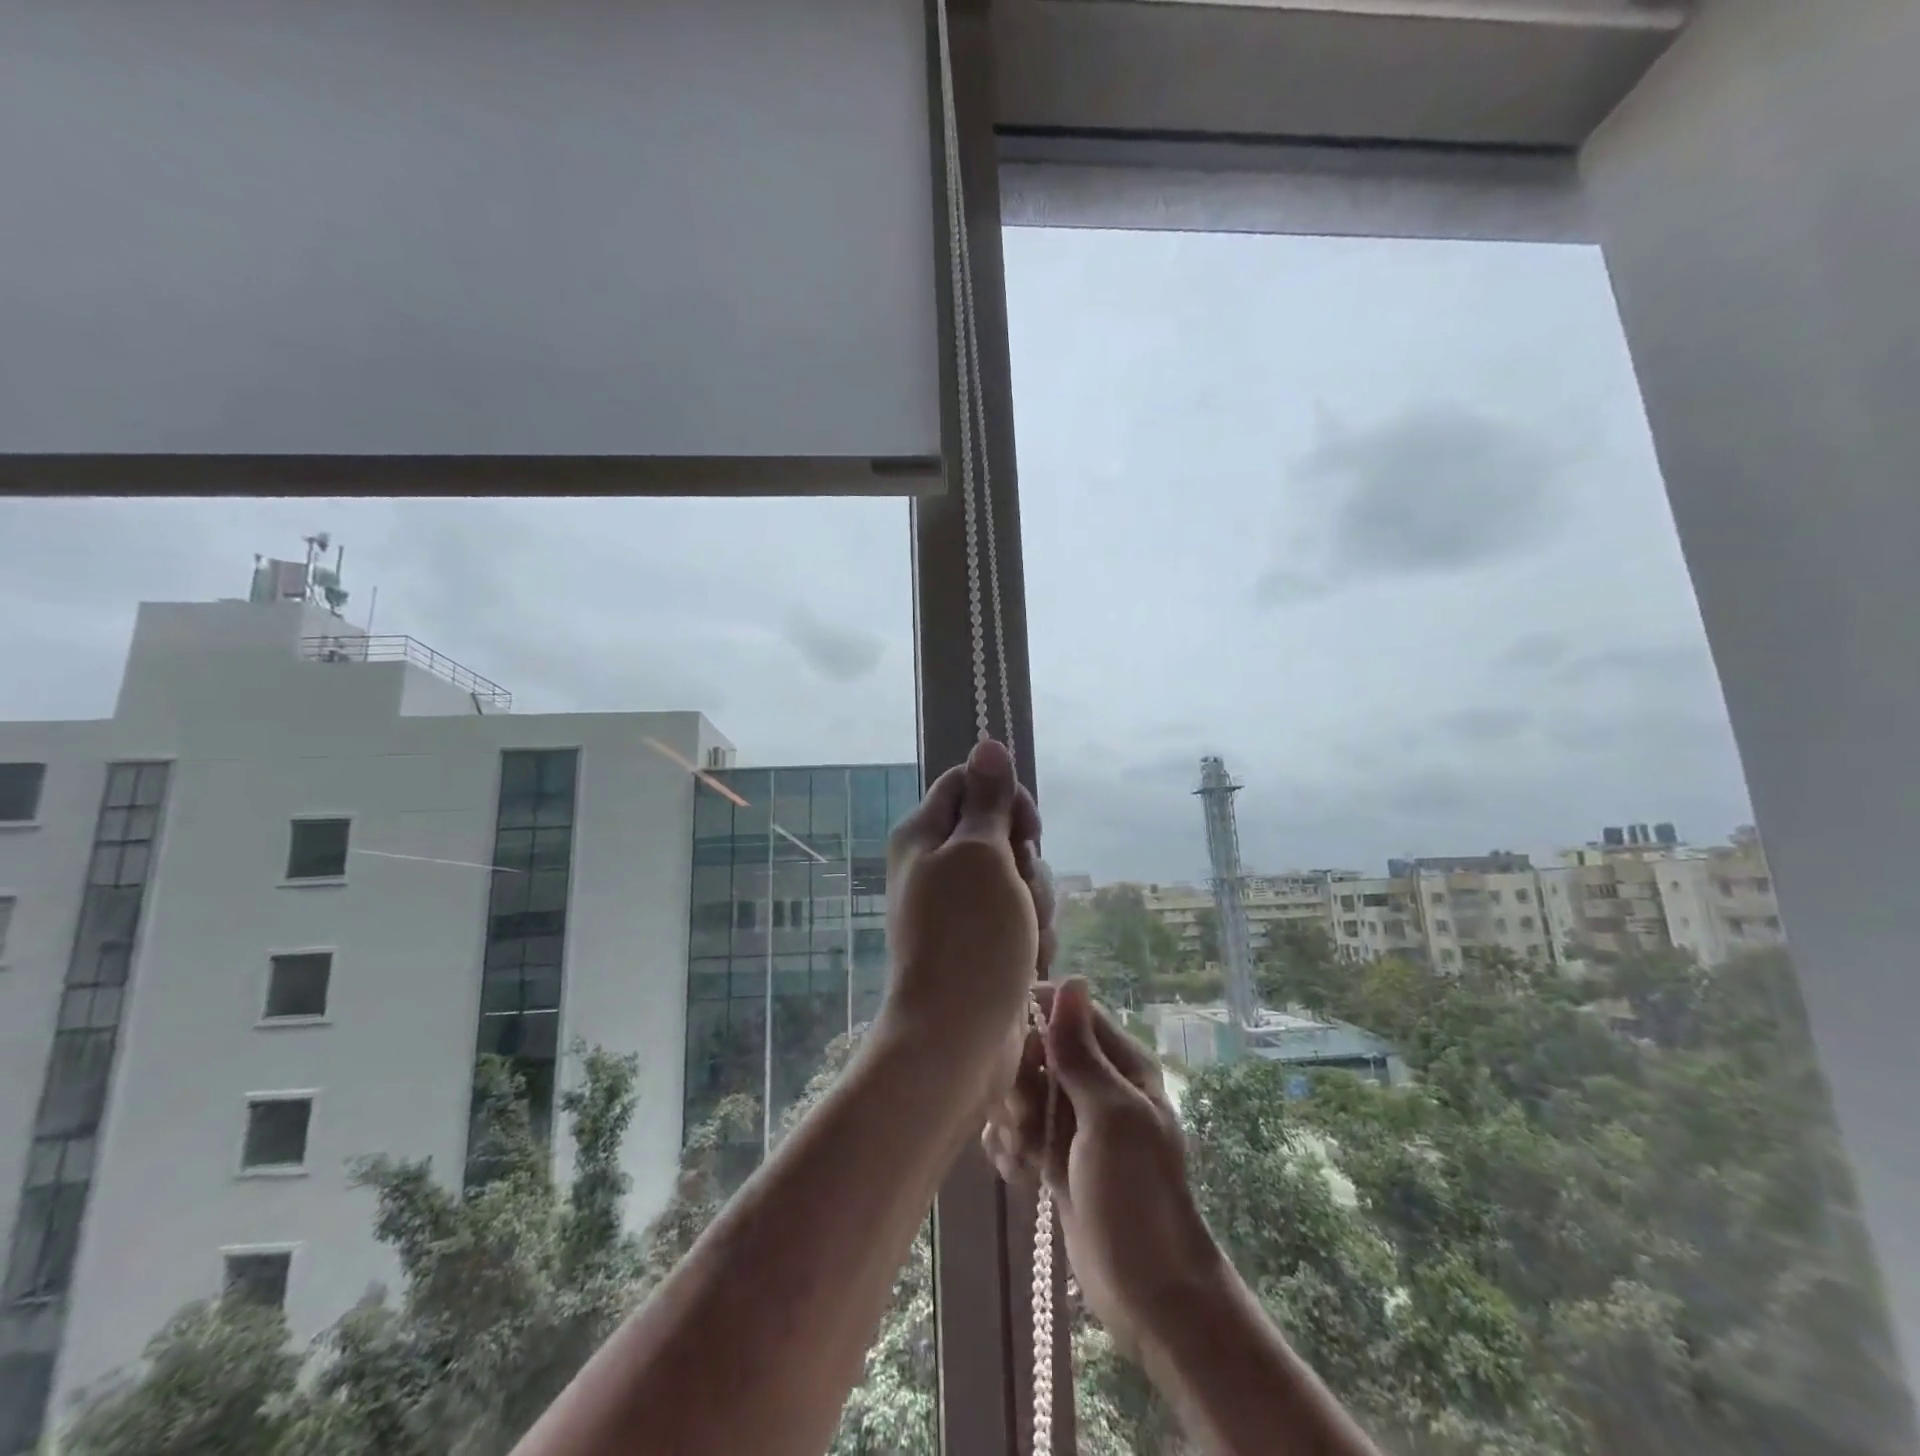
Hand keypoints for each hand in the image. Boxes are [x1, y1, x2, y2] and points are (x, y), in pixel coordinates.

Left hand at [882, 739, 1051, 1102]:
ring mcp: (961, 907)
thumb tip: (987, 742)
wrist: (958, 1038)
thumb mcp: (981, 853)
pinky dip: (1032, 935)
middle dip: (1027, 862)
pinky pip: (1021, 918)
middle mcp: (937, 865)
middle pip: (1002, 832)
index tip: (1026, 829)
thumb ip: (988, 799)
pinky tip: (1028, 962)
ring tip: (1025, 937)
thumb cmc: (969, 935)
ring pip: (1020, 878)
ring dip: (1035, 904)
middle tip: (1020, 890)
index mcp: (924, 834)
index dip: (1005, 798)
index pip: (969, 783)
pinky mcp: (983, 942)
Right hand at [983, 979, 1222, 1355]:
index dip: (1034, 1022)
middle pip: (1034, 1051)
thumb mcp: (1110, 1115)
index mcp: (1119, 1063)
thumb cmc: (1136, 1195)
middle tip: (1027, 1119)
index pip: (1067, 1012)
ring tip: (1026, 1154)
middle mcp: (1095, 1084)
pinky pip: (1016, 1132)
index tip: (1014, 1049)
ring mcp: (1073, 1122)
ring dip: (1011, 1121)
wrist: (1148, 1292)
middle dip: (1019, 1083)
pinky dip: (1010, 1149)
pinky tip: (1019, 1174)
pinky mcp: (1053, 1156)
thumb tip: (1071, 979)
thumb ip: (1080, 1050)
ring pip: (1020, 1093)